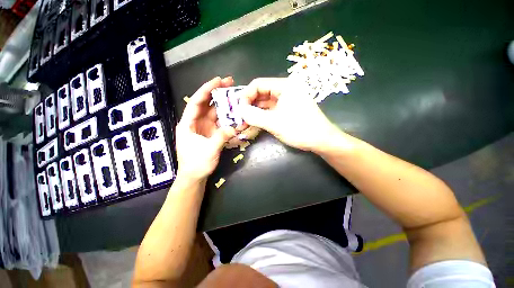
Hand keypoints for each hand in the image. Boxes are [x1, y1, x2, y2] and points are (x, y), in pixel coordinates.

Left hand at [176, 77, 236, 180]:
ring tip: (235, 96)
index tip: (218, 80)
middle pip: (206, 104)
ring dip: (224, 105)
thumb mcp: (209, 150)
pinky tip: (235, 113)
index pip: (196, 102)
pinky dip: (227, 117)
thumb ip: (221, 137)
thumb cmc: (197, 164)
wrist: (195, 176)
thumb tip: (235, 127)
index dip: (206, 89)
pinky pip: (219, 122)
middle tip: (229, 83)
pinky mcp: (211, 133)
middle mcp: (195, 122)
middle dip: (217, 93)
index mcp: (188, 124)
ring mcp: (204, 128)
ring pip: (214, 112)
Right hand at [239, 78, 340, 151]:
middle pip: (261, 93)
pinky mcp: (288, 109)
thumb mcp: (274, 123)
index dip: (246, 95)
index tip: (238, 108)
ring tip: (245, 120)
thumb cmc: (299, 129)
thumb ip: (254, 116)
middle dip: (249, 104)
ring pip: (266, 102)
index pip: (258, 84)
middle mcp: (286, 89)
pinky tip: (255, 121)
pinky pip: (271, 109)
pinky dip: (263, 115)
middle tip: (240, 115)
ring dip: (255, 110)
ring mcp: (288, 99)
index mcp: (284, 86)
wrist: (321, 140)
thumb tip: (239, 111)